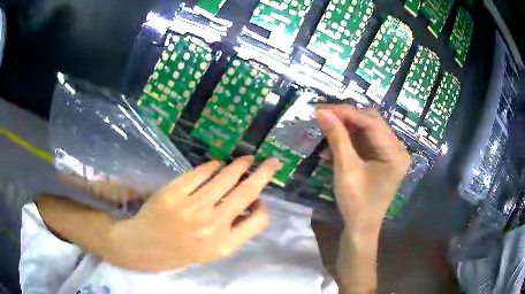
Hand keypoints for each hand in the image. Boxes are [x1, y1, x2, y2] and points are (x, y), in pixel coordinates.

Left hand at [103, 156, 280, 271]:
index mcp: (223, 244)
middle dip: (263, 173)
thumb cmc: (181, 252)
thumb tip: (249, 205)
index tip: (259, 200)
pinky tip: (217, 164)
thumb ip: (233, 232)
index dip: (263, 208)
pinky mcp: (174, 191)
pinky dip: (212, 166)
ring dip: (239, 165)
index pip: (259, 221)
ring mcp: (192, 206)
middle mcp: (212, 225)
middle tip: (272, 162)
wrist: (145, 246)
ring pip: (225, 178)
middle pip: (246, 192)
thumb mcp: (212, 252)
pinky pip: (200, 173)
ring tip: (246, 159)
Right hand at [316, 106, 409, 235]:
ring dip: (346, 129)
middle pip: (371, 123)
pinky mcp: (381, 159)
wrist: (360, 228)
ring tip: (325, 128)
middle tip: (322, 116)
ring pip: (366, 131)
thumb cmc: (357, 202)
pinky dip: (349, 141)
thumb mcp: (346, 168)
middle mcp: (396, 149)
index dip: (346, 113)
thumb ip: (337, 137)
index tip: (322, 109)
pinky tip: (332, 145)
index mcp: (395, 152)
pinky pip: (365, 142)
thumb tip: (321, 112)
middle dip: (346, 118)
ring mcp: (389, 154)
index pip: (371, 122)